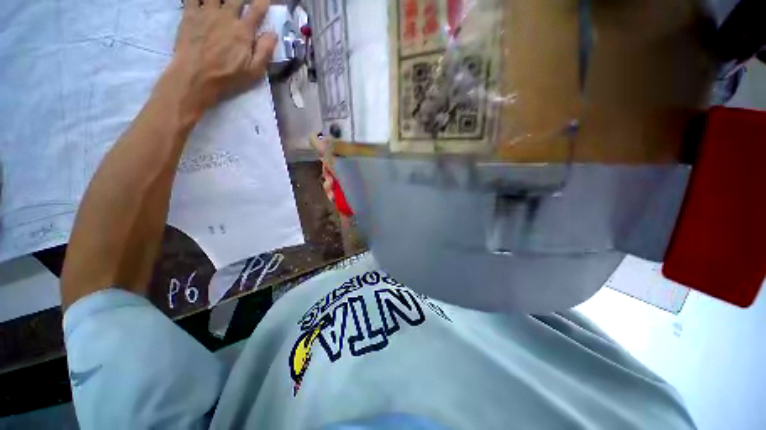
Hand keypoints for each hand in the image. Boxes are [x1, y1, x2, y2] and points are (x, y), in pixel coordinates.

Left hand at [170, 0, 277, 112]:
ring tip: (224, 0)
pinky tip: (203, 0)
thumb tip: (273, 34)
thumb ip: (265, 51)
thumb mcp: (254, 71)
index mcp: (243, 31)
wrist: (195, 77)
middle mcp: (226, 16)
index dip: (262, 2)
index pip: (257, 10)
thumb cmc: (228, 77)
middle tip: (242, 0)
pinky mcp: (189, 13)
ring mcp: (206, 12)